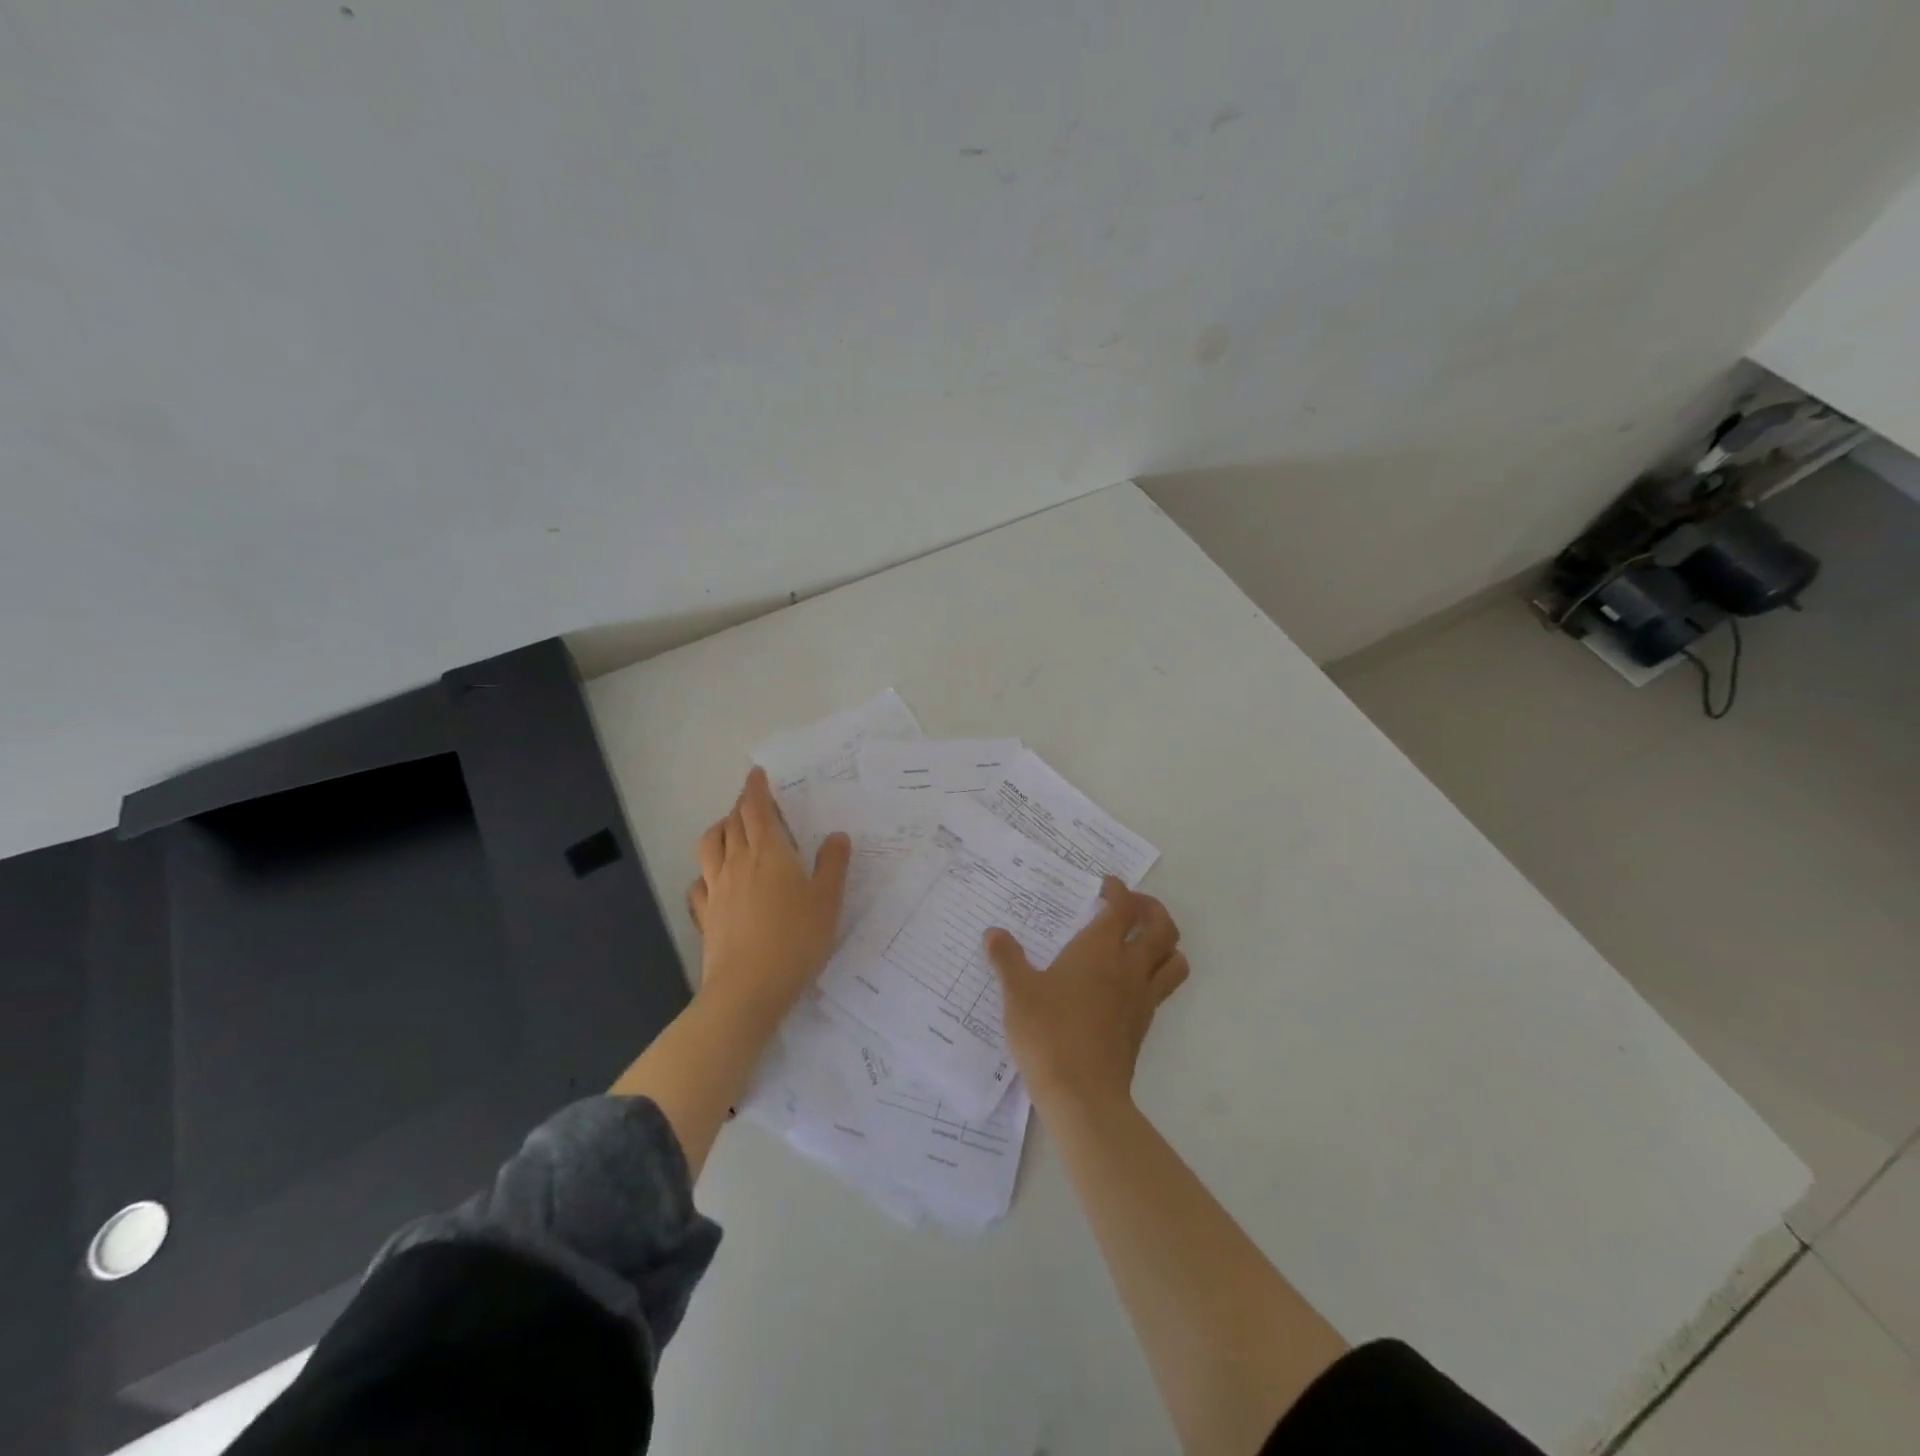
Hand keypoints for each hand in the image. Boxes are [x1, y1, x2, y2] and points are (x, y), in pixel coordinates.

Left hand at [687, 767, 851, 1031]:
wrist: (748, 989)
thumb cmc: (796, 939)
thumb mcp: (828, 901)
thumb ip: (833, 865)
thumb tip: (836, 836)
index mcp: (769, 852)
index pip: (756, 809)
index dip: (755, 789)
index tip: (756, 775)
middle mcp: (737, 862)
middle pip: (732, 823)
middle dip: (741, 806)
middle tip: (752, 802)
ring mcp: (716, 889)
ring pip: (710, 847)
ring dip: (719, 831)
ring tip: (729, 831)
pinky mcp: (706, 915)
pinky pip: (699, 883)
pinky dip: (706, 872)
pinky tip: (713, 881)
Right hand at [985, 877, 1187, 1108]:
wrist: (1082, 1094)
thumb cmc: (1048, 1033)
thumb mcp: (1018, 993)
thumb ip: (1007, 959)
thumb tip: (993, 933)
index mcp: (1099, 950)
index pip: (1123, 907)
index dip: (1118, 890)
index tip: (1106, 886)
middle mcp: (1128, 967)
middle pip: (1162, 927)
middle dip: (1152, 909)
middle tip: (1132, 906)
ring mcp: (1142, 997)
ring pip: (1174, 958)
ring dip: (1166, 942)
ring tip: (1144, 939)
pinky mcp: (1144, 1024)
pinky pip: (1164, 988)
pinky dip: (1158, 972)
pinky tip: (1131, 980)